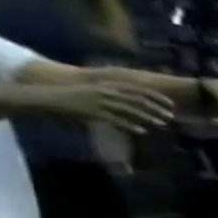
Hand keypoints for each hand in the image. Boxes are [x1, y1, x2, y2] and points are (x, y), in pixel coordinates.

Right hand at [29, 82, 173, 134]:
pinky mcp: (90, 111)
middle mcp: (104, 91)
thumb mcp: (96, 92)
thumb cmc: (73, 97)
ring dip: (147, 117)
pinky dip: (129, 125)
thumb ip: (115, 96)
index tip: (172, 104)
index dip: (157, 96)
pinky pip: (114, 119)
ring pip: (129, 109)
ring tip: (162, 124)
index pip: (137, 89)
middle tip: (172, 117)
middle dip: (156, 108)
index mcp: (107, 86)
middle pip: (137, 99)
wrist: (45, 97)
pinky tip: (142, 131)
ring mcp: (98, 101)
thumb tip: (135, 103)